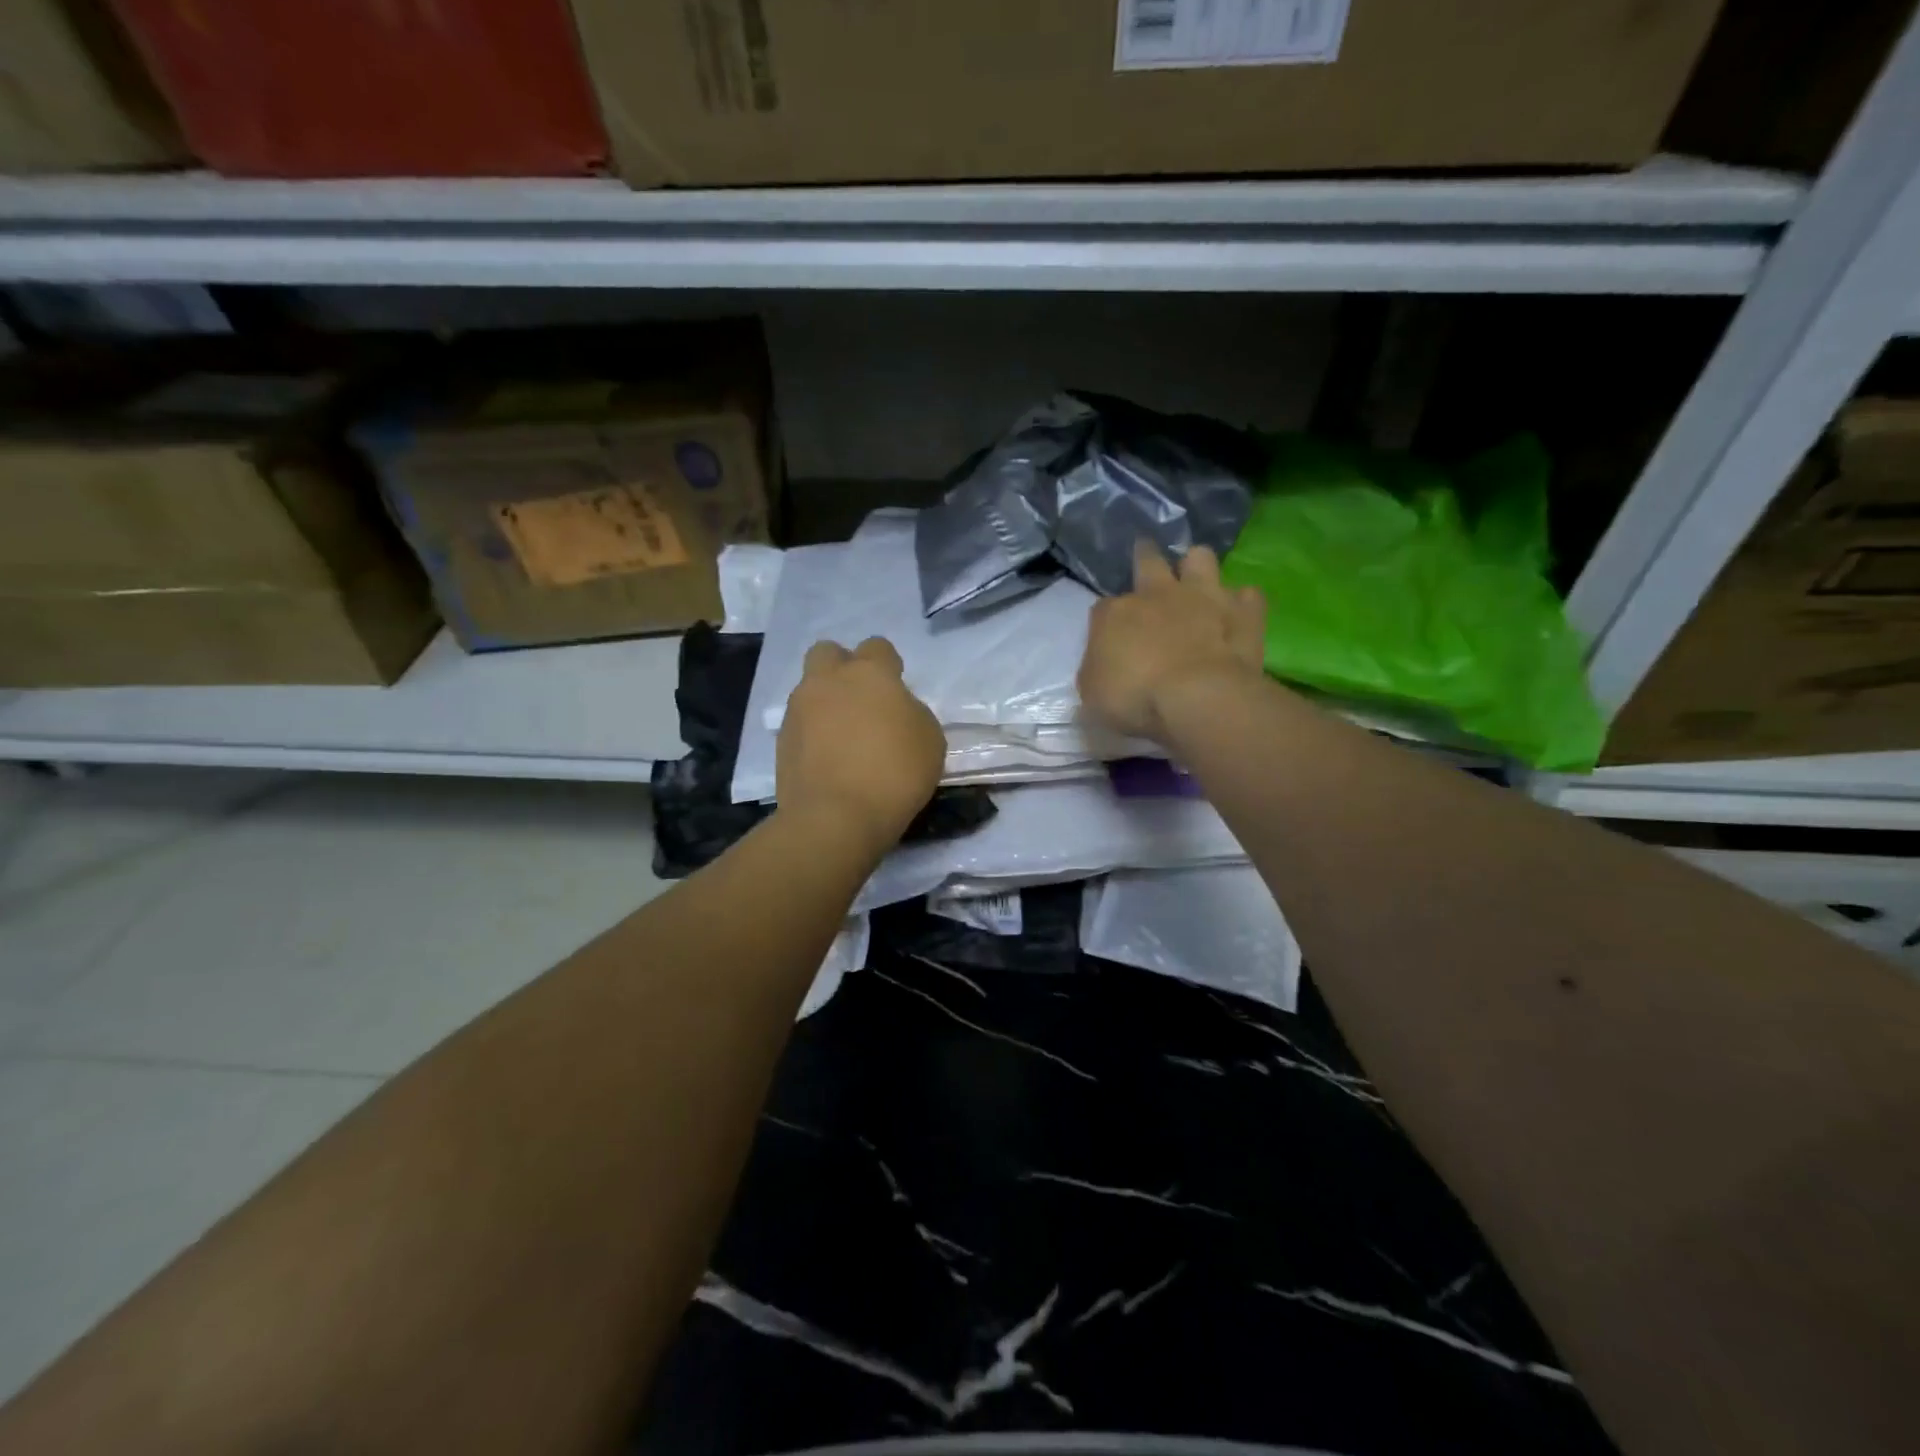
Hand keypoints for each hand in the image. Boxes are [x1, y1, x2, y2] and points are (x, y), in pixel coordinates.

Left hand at [777, 637, 944, 858]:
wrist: (836, 816)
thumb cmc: (895, 773)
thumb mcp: (930, 739)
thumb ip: (912, 713)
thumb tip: (895, 711)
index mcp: (869, 673)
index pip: (877, 646)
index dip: (888, 665)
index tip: (895, 691)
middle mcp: (828, 681)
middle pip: (828, 652)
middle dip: (842, 667)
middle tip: (861, 700)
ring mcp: (799, 710)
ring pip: (809, 688)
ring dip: (825, 702)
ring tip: (843, 737)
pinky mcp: (781, 740)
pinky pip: (799, 723)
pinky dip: (812, 733)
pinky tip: (827, 760)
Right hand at [1078, 540, 1266, 742]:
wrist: (1198, 698)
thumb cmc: (1135, 699)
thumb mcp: (1093, 695)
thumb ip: (1096, 673)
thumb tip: (1103, 667)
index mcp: (1114, 615)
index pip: (1103, 608)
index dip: (1107, 621)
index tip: (1111, 637)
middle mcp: (1157, 593)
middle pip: (1148, 559)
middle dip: (1145, 556)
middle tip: (1146, 558)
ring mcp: (1204, 597)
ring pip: (1200, 557)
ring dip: (1197, 566)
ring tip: (1197, 579)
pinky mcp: (1243, 612)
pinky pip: (1247, 595)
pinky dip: (1242, 604)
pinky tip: (1239, 614)